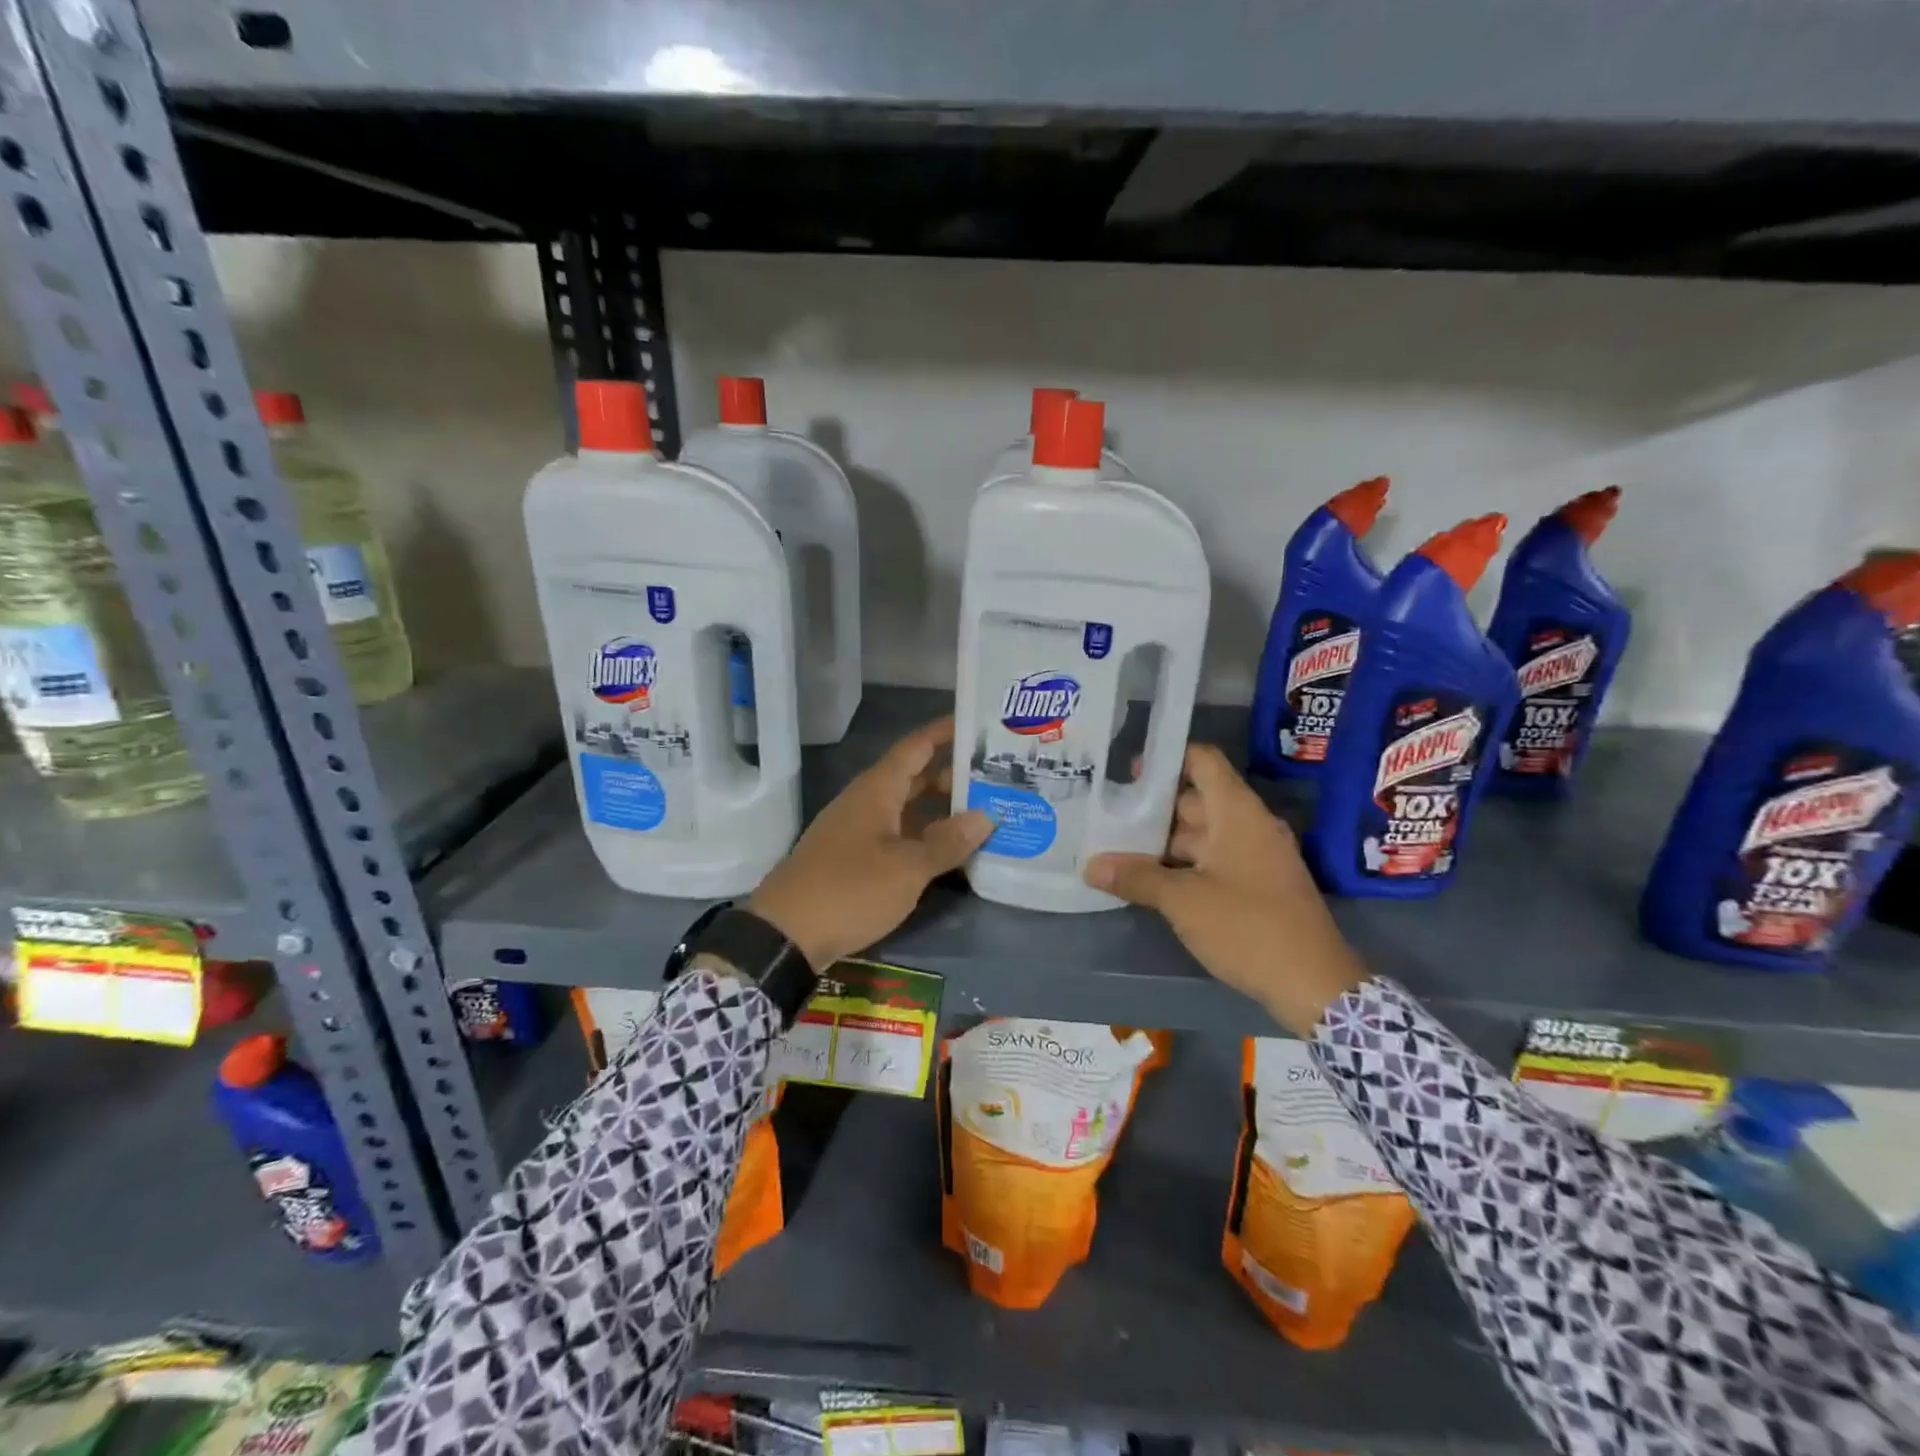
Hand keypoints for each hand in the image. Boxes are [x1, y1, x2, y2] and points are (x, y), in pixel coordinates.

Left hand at [749, 716, 991, 968]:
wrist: (786, 935)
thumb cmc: (850, 889)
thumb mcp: (907, 868)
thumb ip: (948, 842)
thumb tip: (986, 816)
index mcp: (877, 790)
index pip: (917, 746)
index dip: (946, 732)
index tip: (980, 724)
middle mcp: (868, 802)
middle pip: (916, 777)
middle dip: (954, 776)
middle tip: (998, 779)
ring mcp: (860, 831)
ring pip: (909, 809)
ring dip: (943, 811)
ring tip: (986, 814)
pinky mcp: (856, 859)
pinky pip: (899, 836)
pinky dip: (926, 838)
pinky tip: (952, 852)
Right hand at [1085, 744, 1367, 1035]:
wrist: (1315, 985)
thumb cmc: (1247, 927)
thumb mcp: (1183, 901)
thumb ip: (1136, 877)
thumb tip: (1091, 866)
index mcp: (1237, 812)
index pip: (1203, 760)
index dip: (1166, 758)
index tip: (1126, 771)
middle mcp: (1249, 825)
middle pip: (1196, 799)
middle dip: (1152, 807)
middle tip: (1107, 814)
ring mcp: (1256, 856)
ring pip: (1203, 834)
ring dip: (1164, 841)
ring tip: (1117, 848)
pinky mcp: (1258, 885)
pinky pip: (1214, 860)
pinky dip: (1183, 864)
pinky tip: (1150, 879)